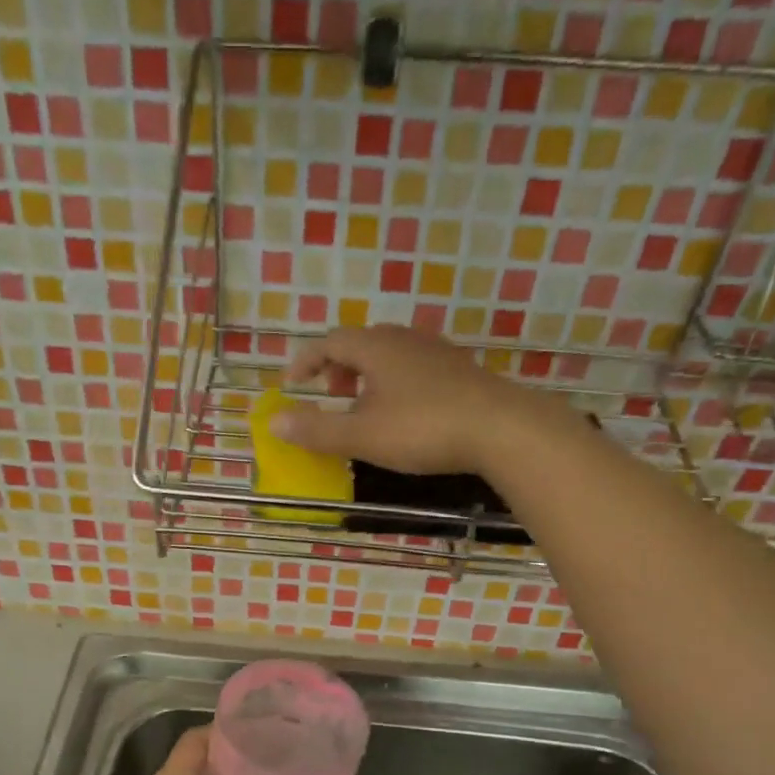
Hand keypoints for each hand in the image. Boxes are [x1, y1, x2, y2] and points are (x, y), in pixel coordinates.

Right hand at [268, 324, 564, 475]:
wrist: (501, 428)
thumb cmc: (423, 428)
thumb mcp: (361, 435)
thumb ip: (316, 429)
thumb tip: (274, 421)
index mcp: (375, 347)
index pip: (329, 342)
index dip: (306, 361)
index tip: (292, 383)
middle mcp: (404, 340)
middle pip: (360, 343)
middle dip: (338, 367)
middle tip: (330, 394)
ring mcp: (436, 353)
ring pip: (389, 356)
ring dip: (367, 377)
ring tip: (364, 409)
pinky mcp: (459, 371)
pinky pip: (413, 369)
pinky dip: (393, 385)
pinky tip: (404, 414)